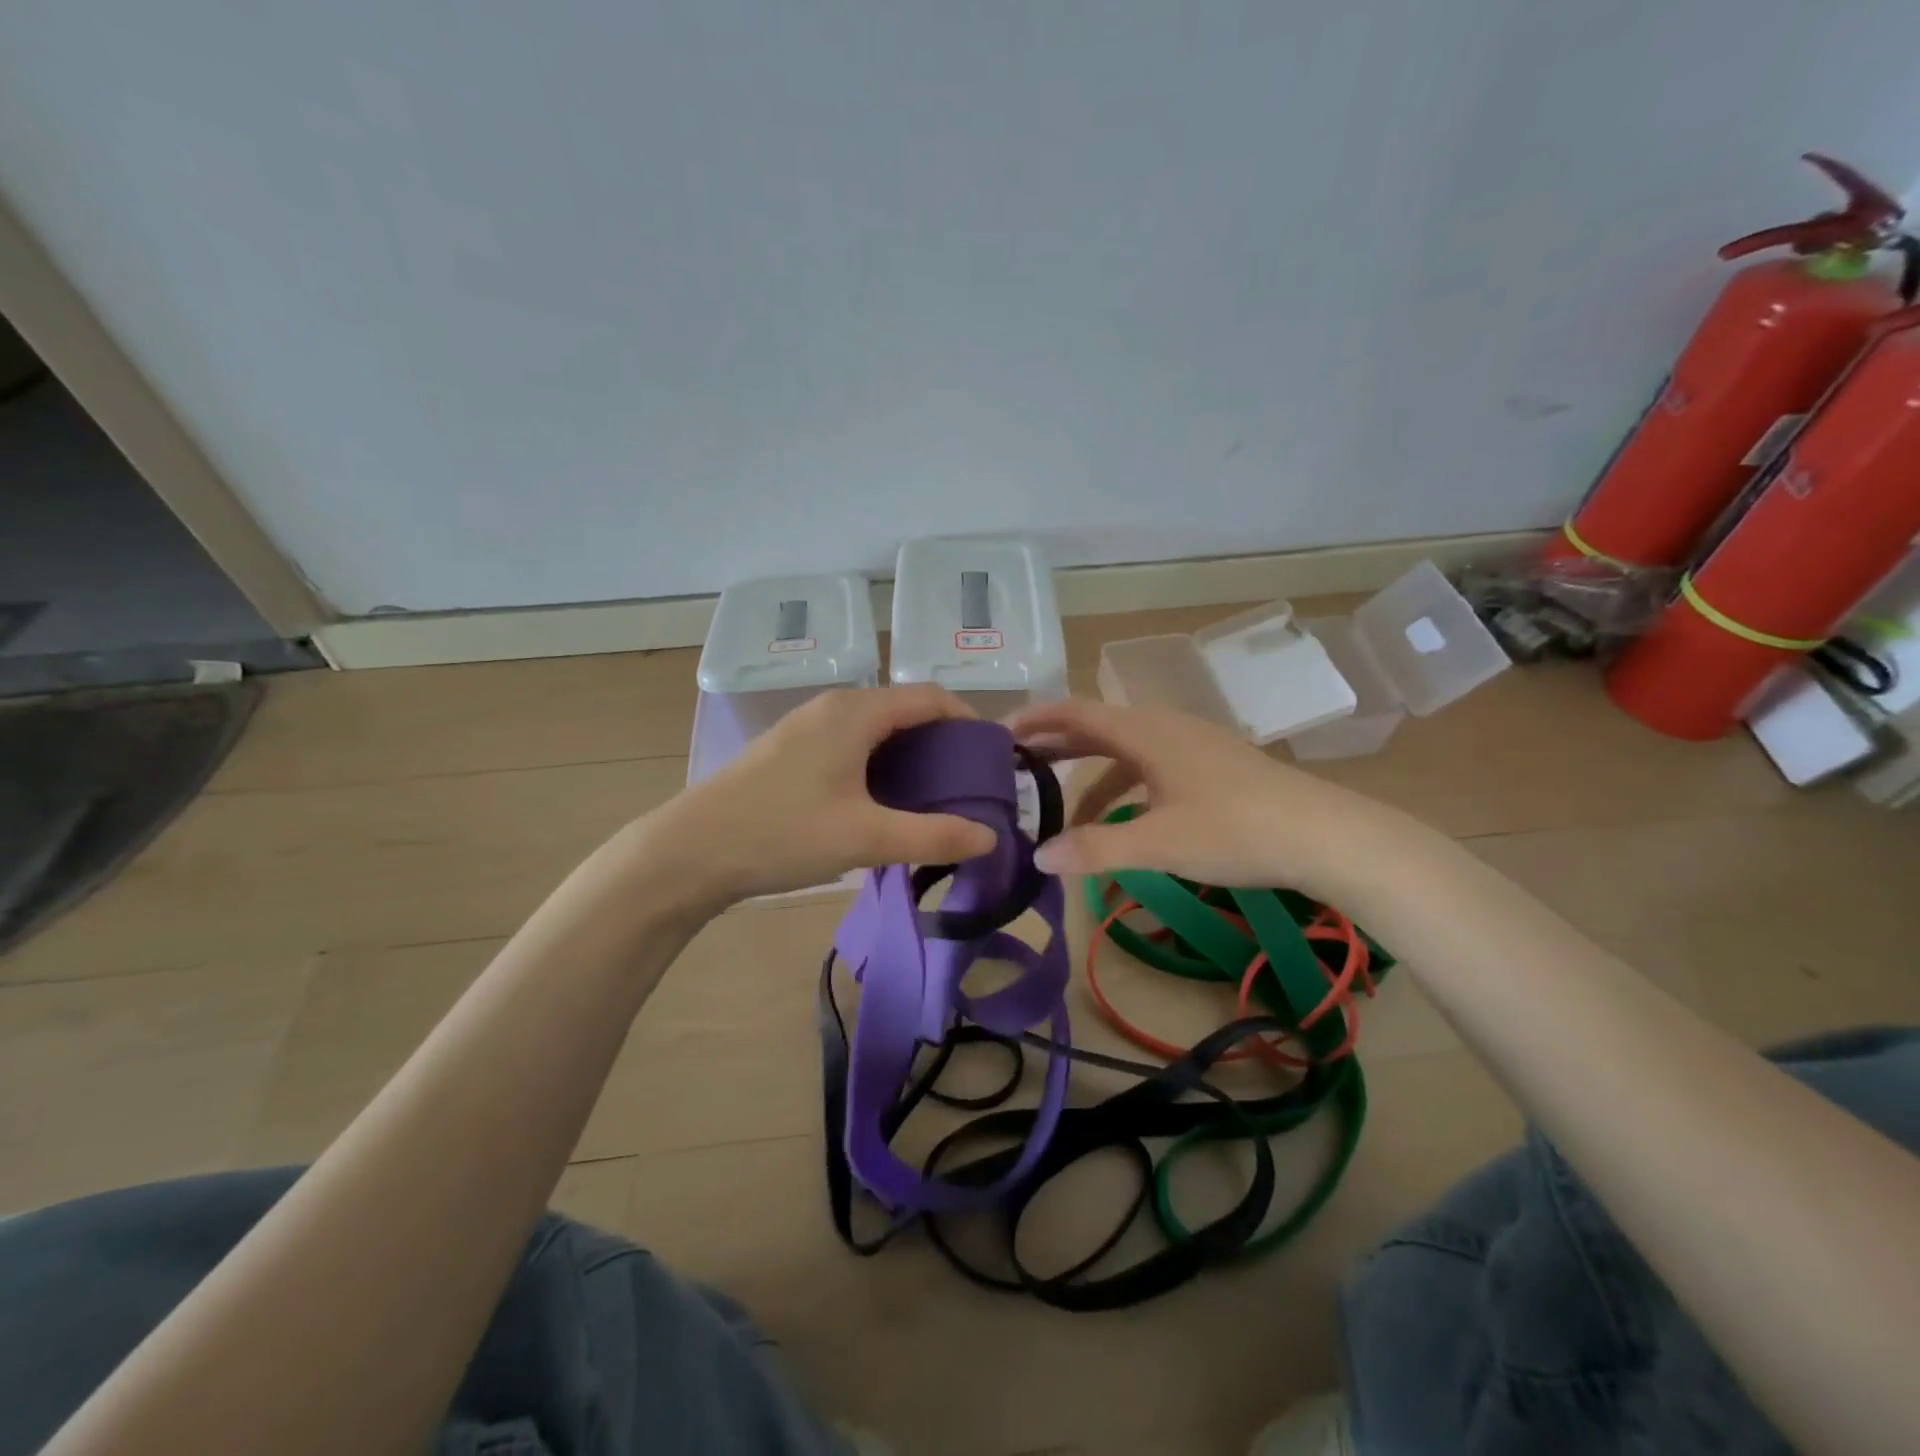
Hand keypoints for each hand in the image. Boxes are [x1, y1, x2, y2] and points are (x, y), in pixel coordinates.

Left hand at [644, 686, 999, 906]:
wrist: (691, 850)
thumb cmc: (783, 833)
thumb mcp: (866, 838)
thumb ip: (933, 835)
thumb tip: (990, 836)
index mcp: (856, 712)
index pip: (929, 697)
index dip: (967, 720)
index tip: (990, 757)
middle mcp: (833, 706)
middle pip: (904, 708)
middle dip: (941, 740)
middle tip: (966, 782)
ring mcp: (807, 725)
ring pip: (875, 726)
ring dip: (909, 751)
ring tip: (931, 794)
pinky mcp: (790, 748)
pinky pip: (851, 740)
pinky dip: (879, 760)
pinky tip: (881, 798)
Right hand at [1008, 697, 1403, 902]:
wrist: (1325, 835)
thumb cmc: (1235, 829)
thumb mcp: (1157, 843)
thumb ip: (1095, 849)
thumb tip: (1039, 857)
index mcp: (1146, 732)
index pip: (1076, 712)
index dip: (1036, 719)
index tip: (1000, 733)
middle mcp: (1165, 728)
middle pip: (1098, 727)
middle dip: (1057, 745)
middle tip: (1018, 766)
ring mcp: (1192, 745)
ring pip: (1125, 751)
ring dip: (1090, 775)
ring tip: (1063, 810)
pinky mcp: (1212, 766)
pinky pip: (1151, 767)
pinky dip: (1124, 787)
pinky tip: (1124, 820)